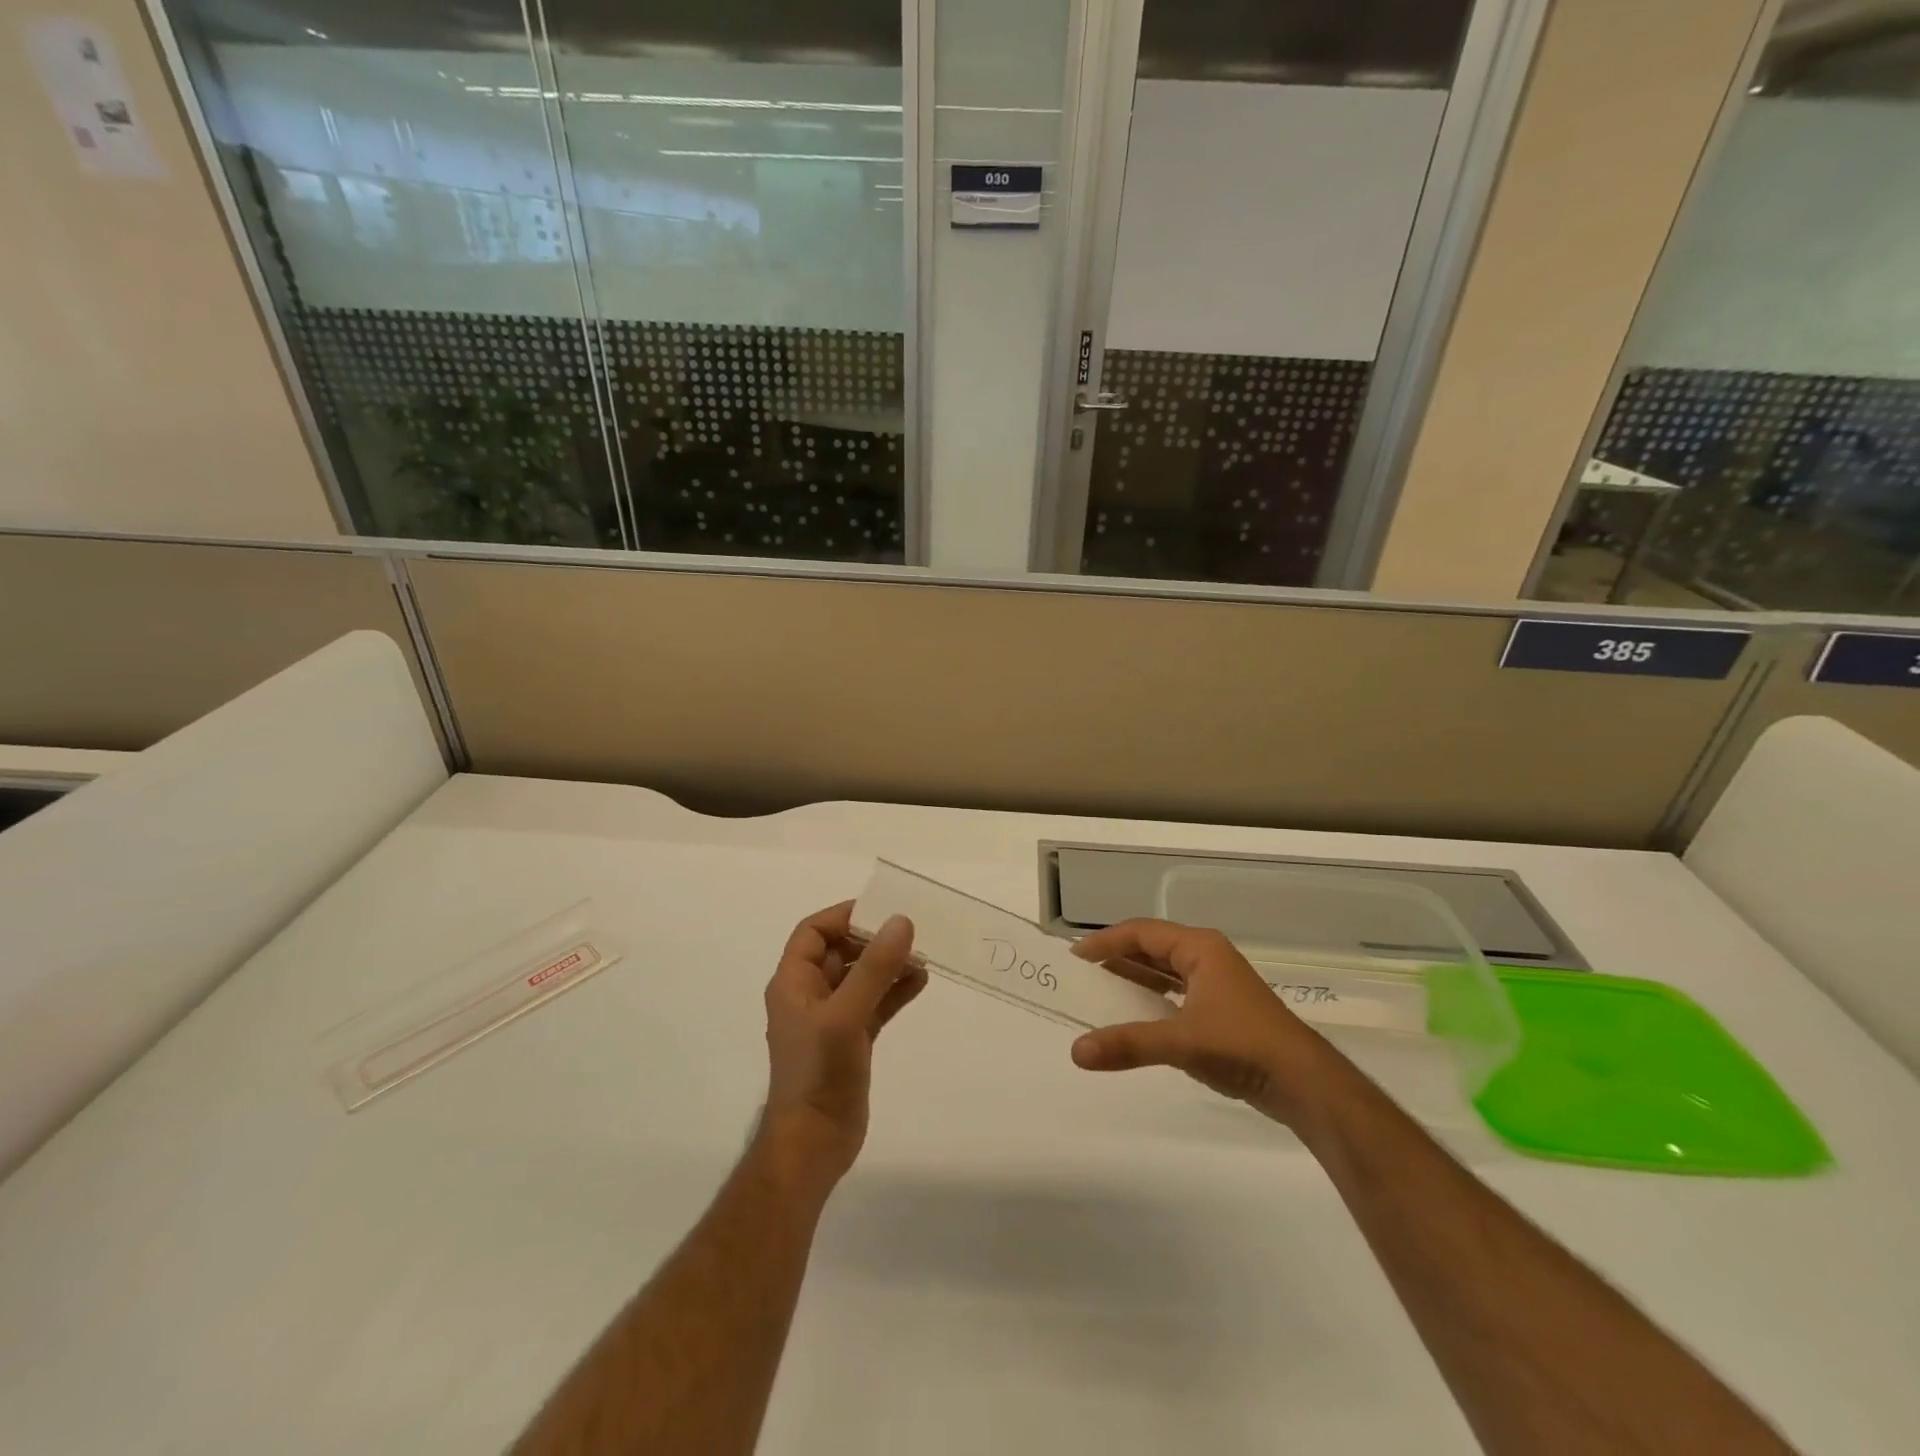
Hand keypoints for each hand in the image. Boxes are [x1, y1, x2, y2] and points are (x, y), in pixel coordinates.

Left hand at [759, 902, 926, 1186]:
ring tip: (922, 956)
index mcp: (793, 983)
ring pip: (861, 978)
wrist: (813, 1145)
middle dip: (874, 940)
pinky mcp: (851, 1040)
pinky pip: (874, 1004)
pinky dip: (894, 991)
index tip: (882, 910)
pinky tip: (921, 982)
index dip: (843, 916)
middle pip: (840, 952)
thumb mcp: (845, 1015)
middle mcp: (809, 995)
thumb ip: (874, 968)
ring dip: (888, 965)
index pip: (813, 932)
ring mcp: (831, 1019)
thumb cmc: (818, 1073)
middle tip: (910, 932)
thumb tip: (901, 922)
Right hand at [1069, 918, 1335, 1128]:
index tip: (1074, 958)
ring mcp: (1216, 984)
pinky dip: (1151, 1001)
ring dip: (1134, 981)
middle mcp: (1207, 957)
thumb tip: (1076, 1051)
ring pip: (1164, 972)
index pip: (1141, 932)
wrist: (1305, 1083)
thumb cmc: (1242, 1046)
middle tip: (1082, 977)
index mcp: (1199, 948)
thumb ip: (1127, 1044)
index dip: (1105, 941)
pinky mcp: (1222, 1011)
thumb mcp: (1180, 1042)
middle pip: (1151, 949)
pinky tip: (1135, 1019)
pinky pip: (1175, 994)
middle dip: (1117, 960)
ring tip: (1100, 994)